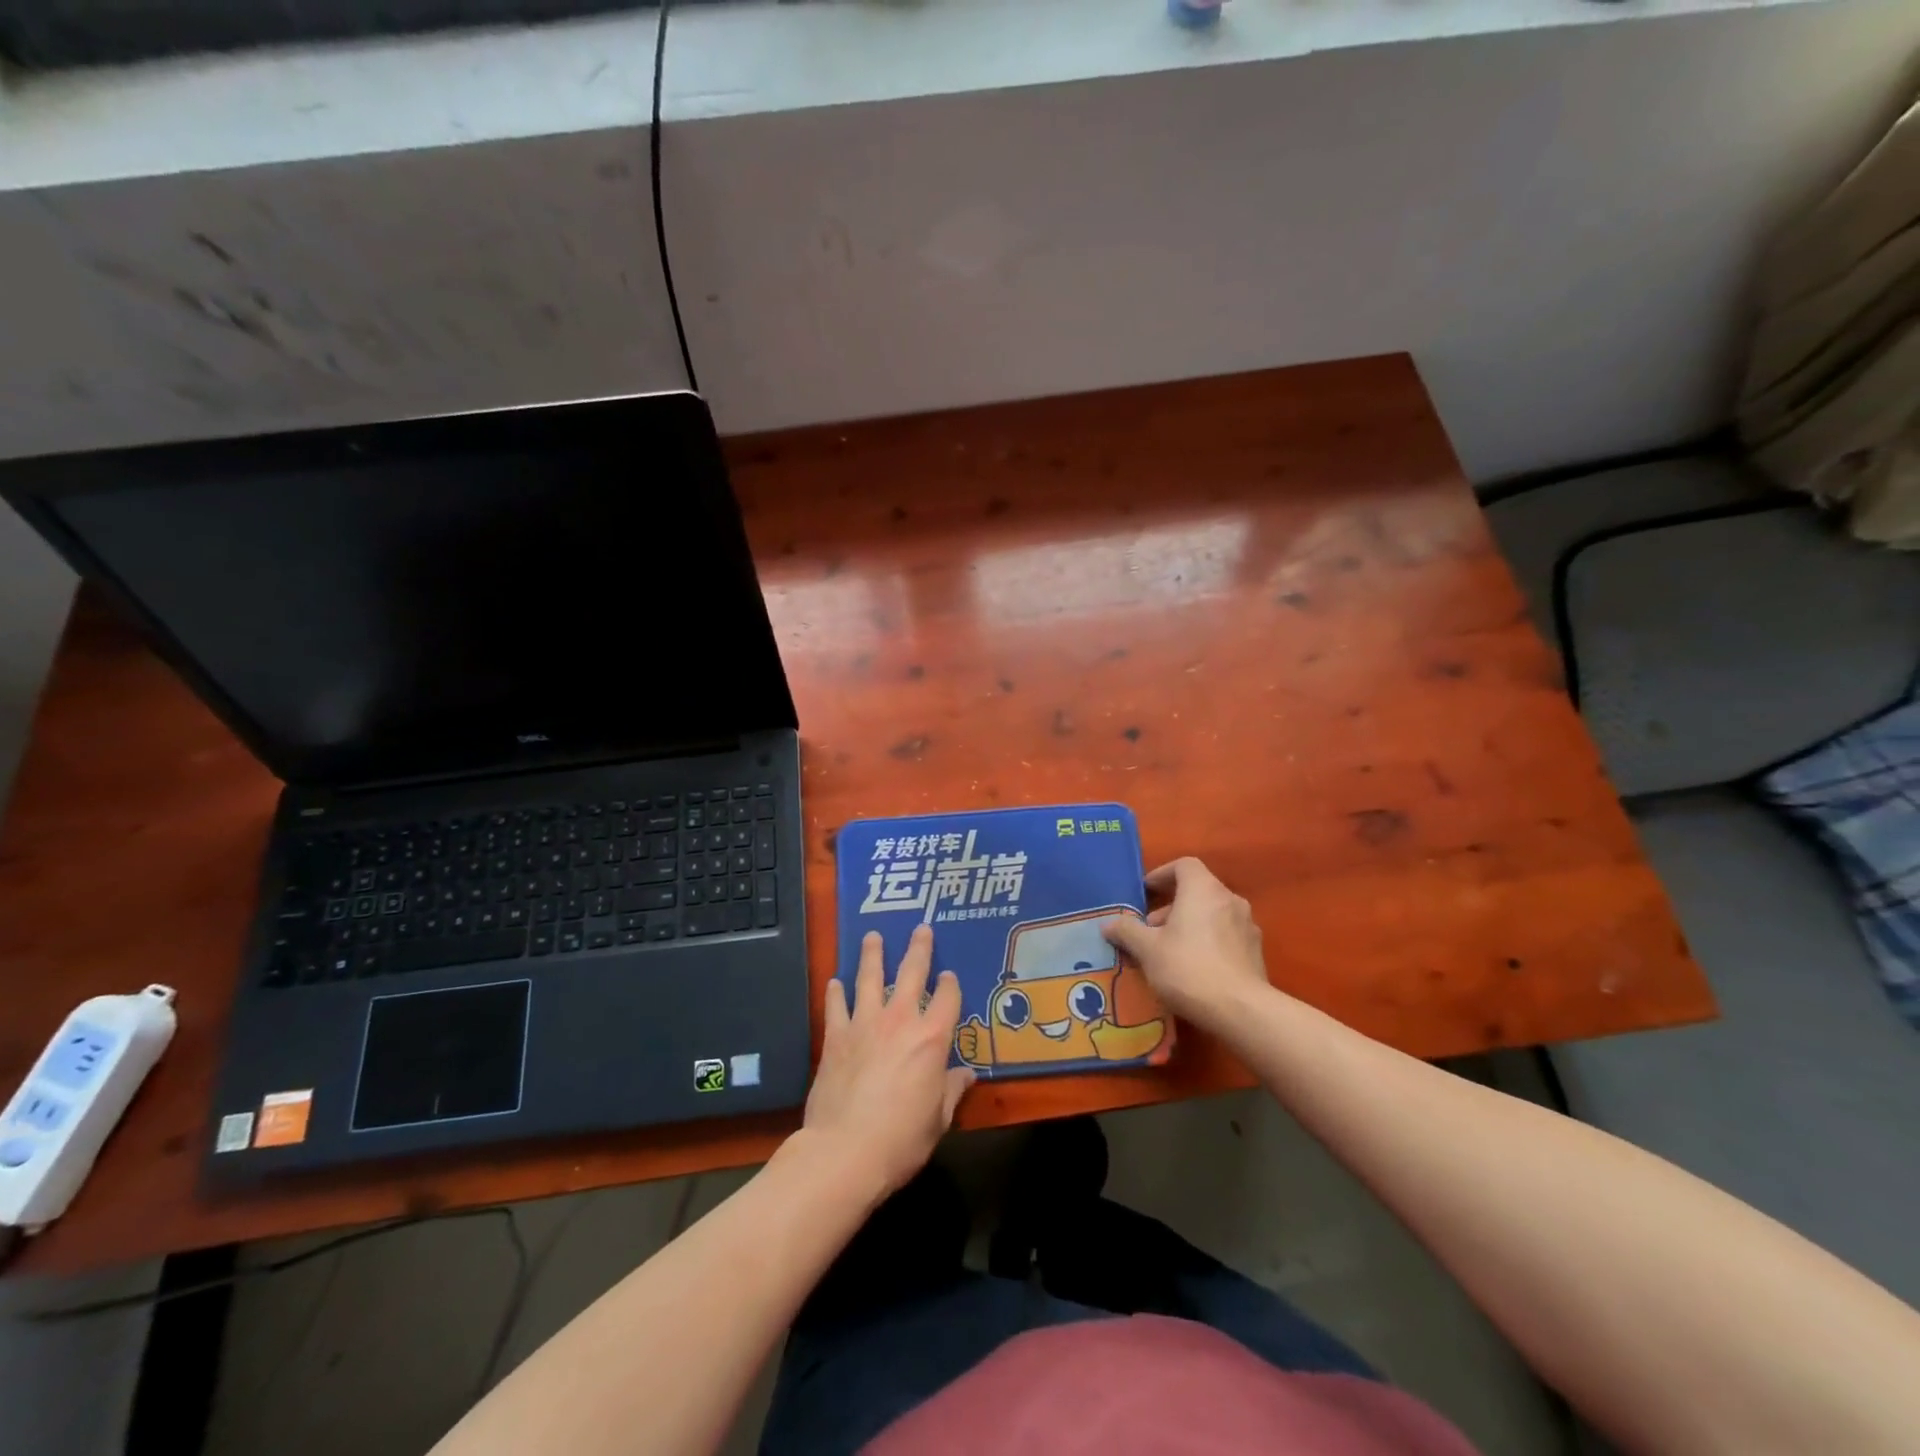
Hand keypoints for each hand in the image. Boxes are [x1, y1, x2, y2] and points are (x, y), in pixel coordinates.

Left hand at [802, 925, 973, 1196]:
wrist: (845, 1151)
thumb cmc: (902, 1139)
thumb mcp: (939, 1119)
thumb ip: (952, 1091)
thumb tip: (966, 1076)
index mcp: (932, 1039)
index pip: (947, 998)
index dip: (950, 984)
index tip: (949, 975)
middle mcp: (900, 1020)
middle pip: (911, 973)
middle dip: (918, 949)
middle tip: (921, 929)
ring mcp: (864, 1024)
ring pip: (870, 978)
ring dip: (873, 955)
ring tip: (873, 936)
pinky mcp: (836, 1037)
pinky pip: (837, 1005)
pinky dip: (836, 992)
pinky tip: (836, 981)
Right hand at [1103, 857, 1269, 1028]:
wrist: (1241, 1011)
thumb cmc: (1188, 968)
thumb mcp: (1147, 949)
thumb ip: (1127, 931)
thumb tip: (1108, 924)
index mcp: (1203, 889)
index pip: (1184, 865)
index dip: (1162, 874)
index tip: (1145, 893)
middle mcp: (1229, 899)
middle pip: (1197, 891)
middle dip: (1171, 906)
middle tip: (1150, 930)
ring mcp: (1247, 926)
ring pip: (1211, 914)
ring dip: (1189, 925)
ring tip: (1168, 951)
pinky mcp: (1256, 952)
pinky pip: (1225, 935)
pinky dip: (1207, 941)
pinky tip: (1193, 968)